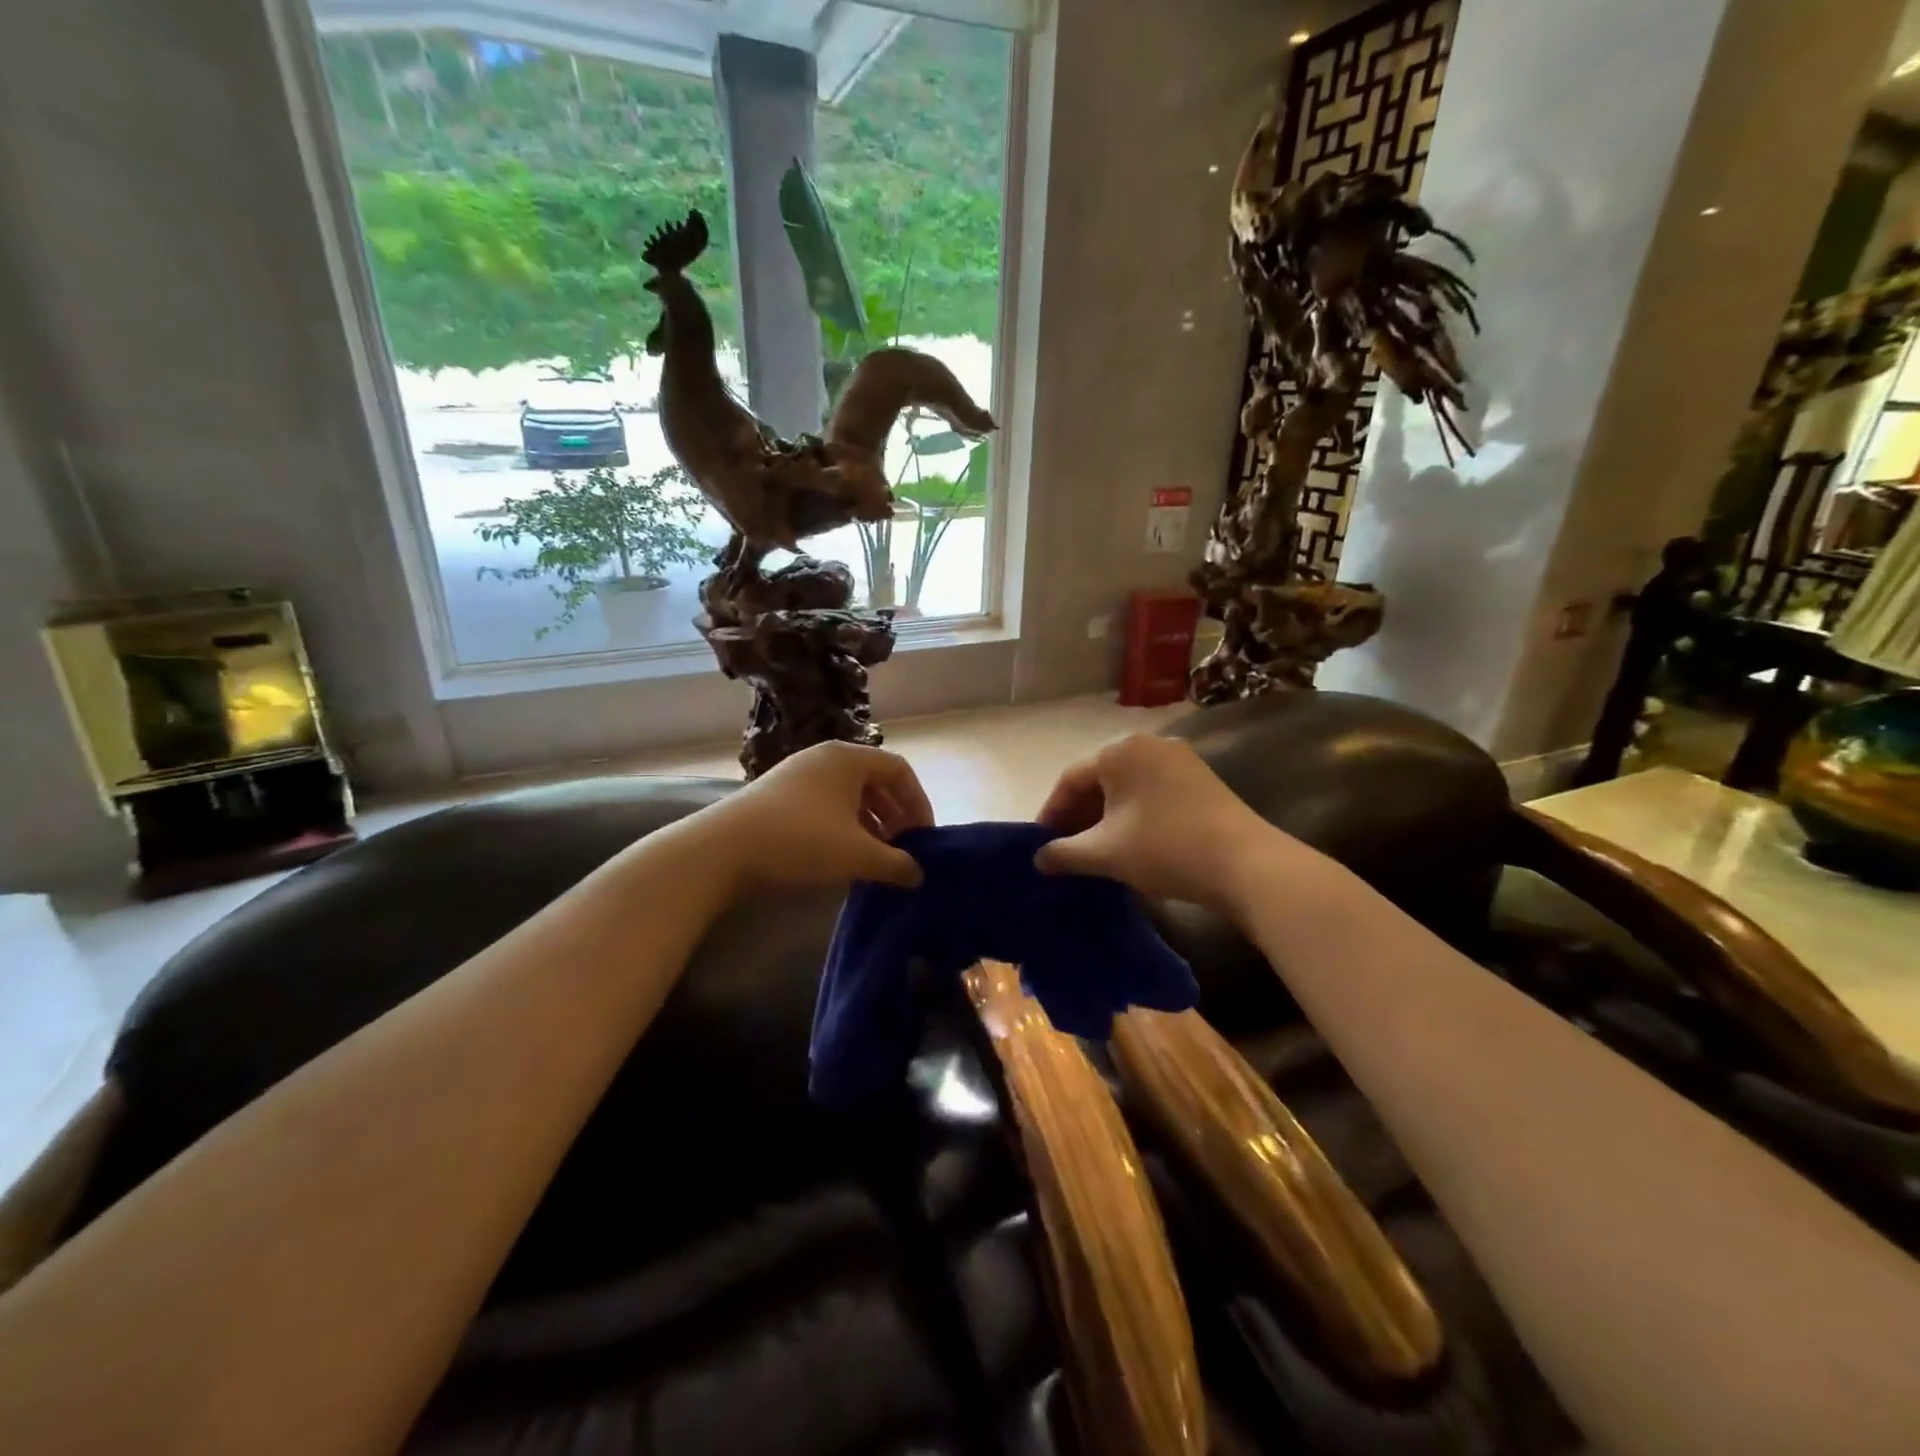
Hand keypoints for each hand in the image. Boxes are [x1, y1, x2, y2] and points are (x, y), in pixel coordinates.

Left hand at [701, 740, 933, 891]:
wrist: (721, 850)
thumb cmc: (801, 841)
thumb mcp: (857, 855)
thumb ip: (896, 864)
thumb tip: (919, 875)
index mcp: (849, 758)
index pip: (900, 770)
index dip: (919, 804)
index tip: (924, 839)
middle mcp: (825, 757)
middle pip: (874, 781)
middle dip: (894, 816)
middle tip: (903, 850)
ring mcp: (798, 774)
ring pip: (848, 795)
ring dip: (869, 824)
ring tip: (875, 857)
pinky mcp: (778, 795)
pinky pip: (825, 805)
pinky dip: (843, 827)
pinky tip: (842, 856)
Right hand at [1034, 735, 1282, 912]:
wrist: (1246, 864)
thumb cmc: (1164, 849)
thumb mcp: (1105, 854)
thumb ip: (1063, 853)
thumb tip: (1039, 858)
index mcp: (1120, 751)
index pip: (1070, 779)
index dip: (1051, 814)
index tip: (1041, 845)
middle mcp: (1148, 744)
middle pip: (1099, 779)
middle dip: (1079, 816)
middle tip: (1066, 849)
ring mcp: (1179, 759)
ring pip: (1126, 787)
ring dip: (1105, 817)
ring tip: (1096, 850)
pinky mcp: (1201, 779)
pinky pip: (1152, 791)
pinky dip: (1133, 814)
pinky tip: (1131, 842)